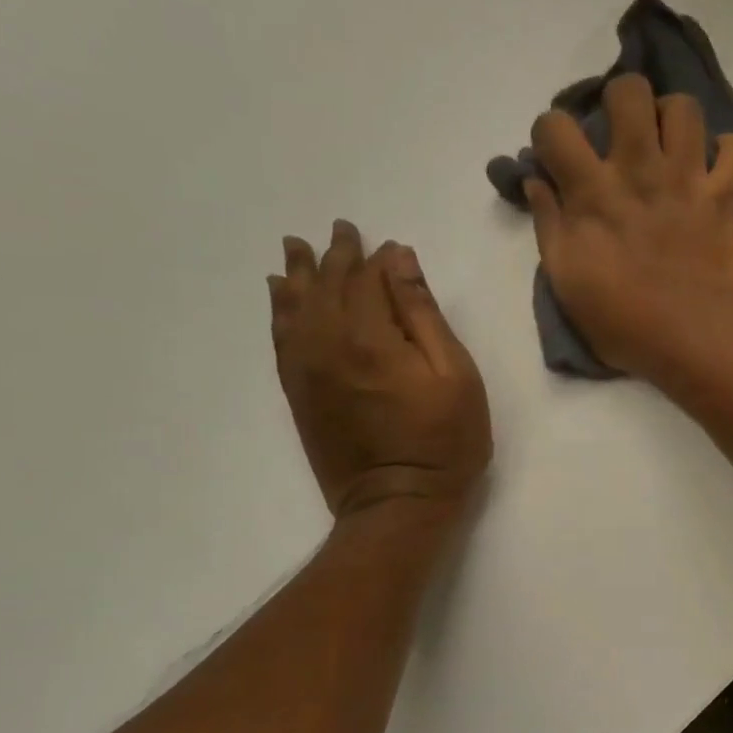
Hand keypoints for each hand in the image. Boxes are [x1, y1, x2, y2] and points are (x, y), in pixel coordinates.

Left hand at [269, 223, 490, 518]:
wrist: (397, 502)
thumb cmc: (444, 440)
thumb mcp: (455, 374)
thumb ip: (424, 314)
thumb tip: (400, 260)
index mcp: (371, 337)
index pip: (367, 279)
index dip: (376, 258)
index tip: (383, 242)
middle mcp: (328, 343)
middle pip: (326, 285)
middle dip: (335, 255)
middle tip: (340, 230)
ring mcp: (307, 368)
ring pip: (295, 306)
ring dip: (297, 274)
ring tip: (295, 249)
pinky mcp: (297, 392)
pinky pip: (280, 337)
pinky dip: (278, 310)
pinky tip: (278, 295)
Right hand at [524, 74, 732, 379]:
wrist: (700, 345)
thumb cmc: (627, 326)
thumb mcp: (568, 285)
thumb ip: (549, 226)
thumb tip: (537, 183)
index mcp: (592, 193)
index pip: (554, 126)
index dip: (549, 133)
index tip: (558, 157)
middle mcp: (640, 171)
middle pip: (629, 91)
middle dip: (620, 102)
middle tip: (622, 137)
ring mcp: (688, 180)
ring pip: (684, 107)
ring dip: (674, 118)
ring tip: (669, 146)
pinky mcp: (727, 197)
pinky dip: (729, 152)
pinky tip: (716, 170)